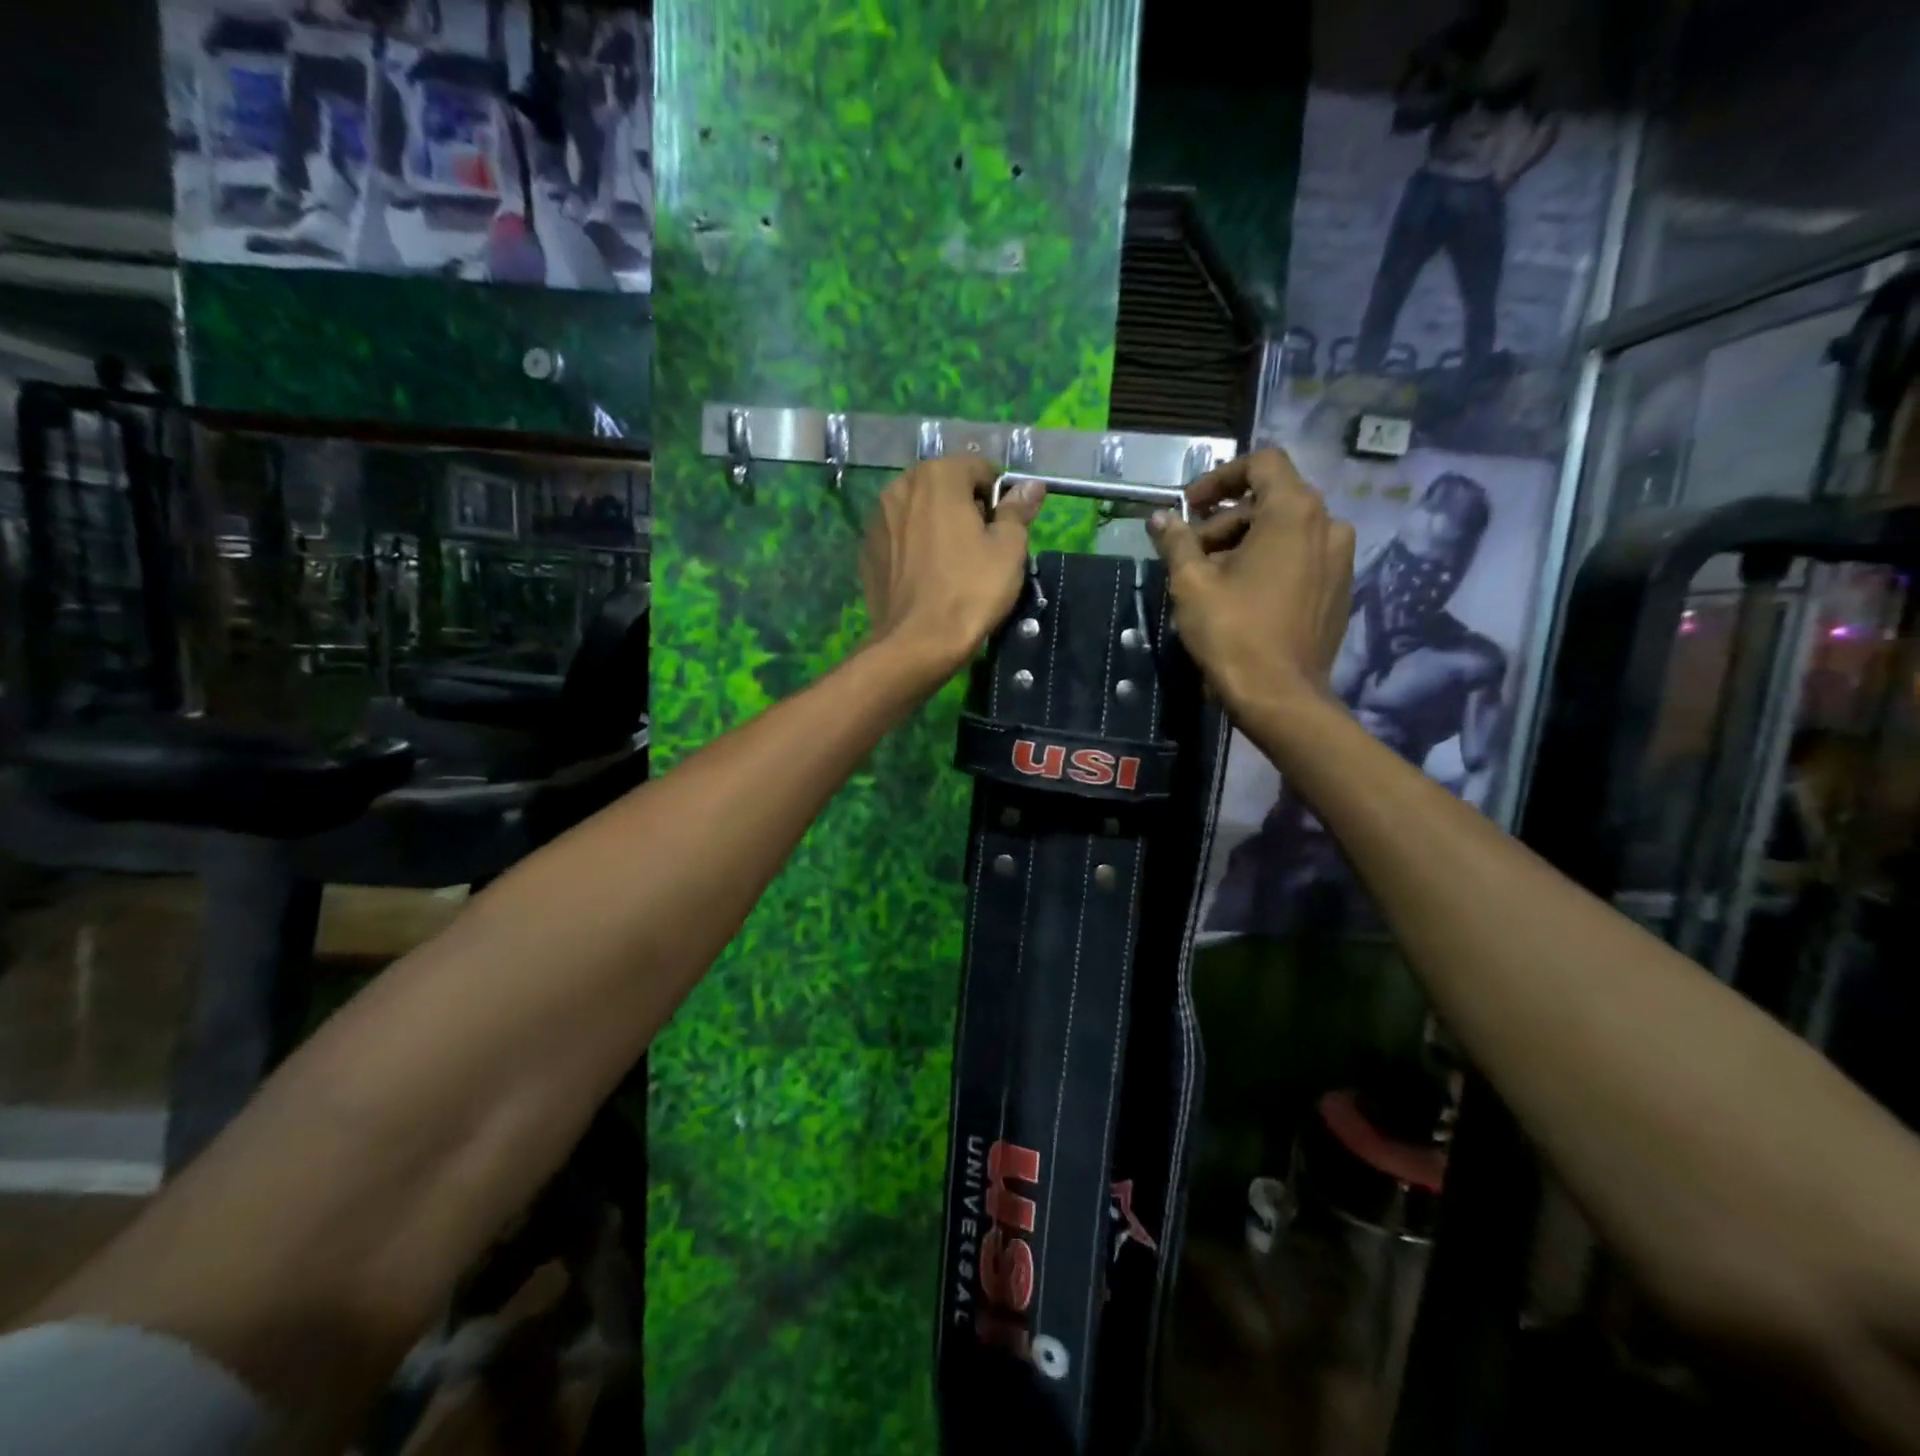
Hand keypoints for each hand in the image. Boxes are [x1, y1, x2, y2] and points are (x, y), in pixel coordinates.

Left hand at [860, 455, 1045, 672]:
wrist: (917, 642)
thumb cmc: (970, 590)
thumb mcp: (1008, 549)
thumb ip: (1017, 510)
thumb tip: (1031, 486)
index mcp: (937, 476)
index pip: (978, 468)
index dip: (997, 495)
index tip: (1005, 527)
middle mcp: (900, 487)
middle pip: (944, 486)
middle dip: (964, 507)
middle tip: (981, 547)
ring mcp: (877, 520)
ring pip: (918, 511)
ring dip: (937, 525)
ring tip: (953, 563)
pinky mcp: (867, 551)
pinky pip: (900, 538)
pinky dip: (915, 547)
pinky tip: (927, 577)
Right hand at [1148, 448, 1354, 716]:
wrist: (1281, 697)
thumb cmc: (1233, 633)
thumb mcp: (1191, 584)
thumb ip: (1176, 542)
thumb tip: (1160, 518)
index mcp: (1294, 511)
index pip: (1261, 463)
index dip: (1220, 478)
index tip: (1190, 508)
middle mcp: (1328, 525)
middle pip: (1271, 500)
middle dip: (1225, 521)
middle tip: (1190, 554)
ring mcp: (1340, 559)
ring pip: (1285, 532)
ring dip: (1245, 544)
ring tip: (1210, 580)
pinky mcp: (1340, 590)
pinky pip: (1301, 559)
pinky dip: (1269, 564)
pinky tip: (1241, 598)